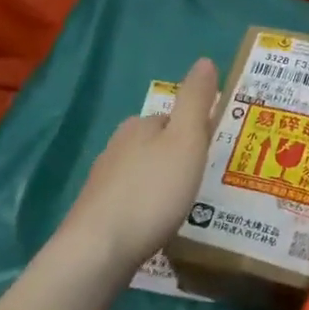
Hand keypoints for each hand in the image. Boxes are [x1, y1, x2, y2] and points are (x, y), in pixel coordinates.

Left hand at [57, 58, 221, 271]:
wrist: (99, 249)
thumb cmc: (152, 191)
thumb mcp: (186, 140)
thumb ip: (195, 101)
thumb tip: (205, 60)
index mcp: (139, 126)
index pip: (171, 119)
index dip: (193, 133)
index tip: (212, 154)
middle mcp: (116, 147)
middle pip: (154, 146)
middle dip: (176, 160)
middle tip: (202, 182)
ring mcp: (102, 182)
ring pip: (140, 174)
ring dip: (160, 185)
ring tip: (183, 207)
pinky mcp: (96, 214)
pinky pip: (129, 202)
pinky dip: (145, 208)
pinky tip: (154, 227)